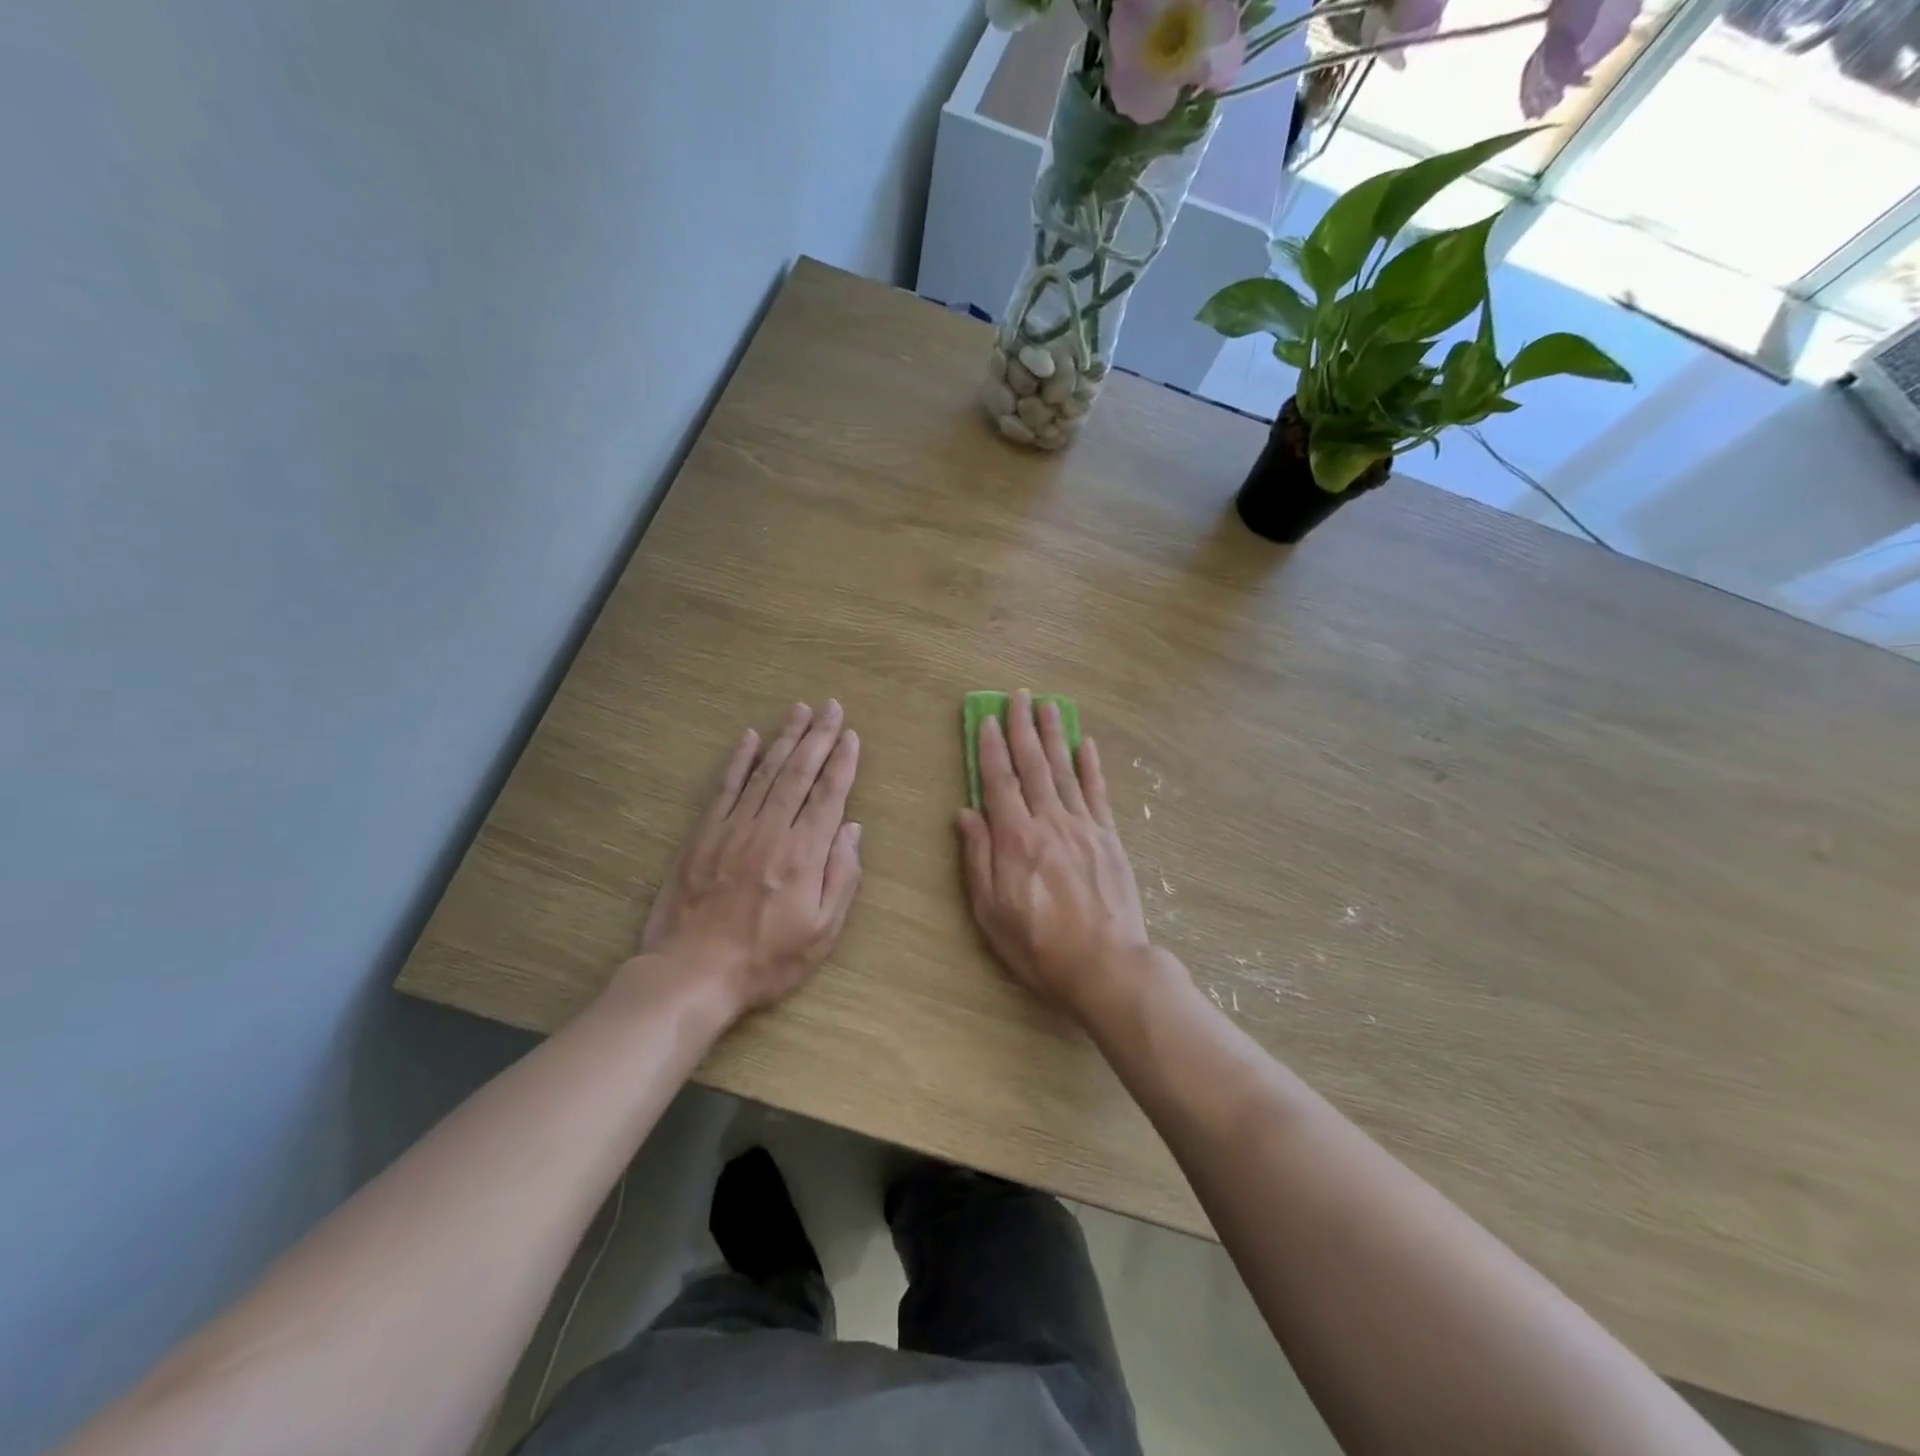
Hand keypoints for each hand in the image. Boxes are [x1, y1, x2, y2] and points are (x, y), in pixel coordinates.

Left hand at [635, 701, 862, 1018]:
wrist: (692, 974)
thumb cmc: (766, 960)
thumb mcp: (821, 932)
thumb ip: (842, 877)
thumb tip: (852, 829)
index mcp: (804, 853)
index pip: (829, 795)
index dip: (843, 762)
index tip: (852, 734)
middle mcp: (771, 830)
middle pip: (799, 772)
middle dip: (819, 737)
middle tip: (832, 707)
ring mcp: (733, 828)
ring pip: (765, 771)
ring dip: (785, 738)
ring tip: (801, 710)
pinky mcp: (703, 834)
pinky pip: (724, 787)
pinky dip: (738, 759)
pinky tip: (749, 736)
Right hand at [957, 690, 1150, 1016]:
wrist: (1106, 965)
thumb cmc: (1039, 945)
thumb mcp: (991, 911)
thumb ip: (977, 858)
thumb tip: (965, 813)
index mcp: (1016, 838)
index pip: (999, 781)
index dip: (992, 748)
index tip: (988, 719)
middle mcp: (1049, 821)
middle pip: (1033, 765)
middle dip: (1024, 727)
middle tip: (1018, 695)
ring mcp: (1083, 826)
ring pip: (1065, 770)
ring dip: (1054, 735)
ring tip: (1049, 705)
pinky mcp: (1109, 838)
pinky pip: (1098, 792)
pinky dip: (1091, 766)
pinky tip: (1086, 744)